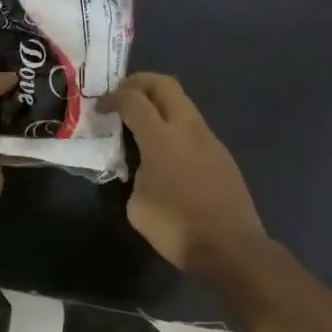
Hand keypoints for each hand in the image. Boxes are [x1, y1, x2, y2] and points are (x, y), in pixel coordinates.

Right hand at [102, 73, 266, 272]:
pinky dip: (176, 124)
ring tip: (142, 121)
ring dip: (161, 102)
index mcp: (161, 138)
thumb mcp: (137, 205)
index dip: (113, 98)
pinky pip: (194, 126)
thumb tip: (144, 169)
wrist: (231, 248)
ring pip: (184, 103)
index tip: (100, 108)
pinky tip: (166, 148)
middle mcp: (188, 129)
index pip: (134, 100)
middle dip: (140, 83)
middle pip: (165, 85)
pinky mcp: (222, 155)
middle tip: (123, 94)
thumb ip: (136, 175)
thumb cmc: (176, 228)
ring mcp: (210, 139)